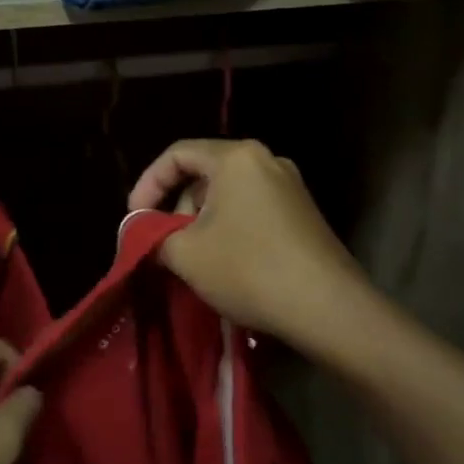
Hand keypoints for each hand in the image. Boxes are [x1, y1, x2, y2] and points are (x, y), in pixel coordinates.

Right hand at [128, 138, 368, 349]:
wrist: (328, 308)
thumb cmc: (249, 269)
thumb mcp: (186, 253)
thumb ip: (153, 235)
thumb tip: (141, 232)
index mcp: (236, 157)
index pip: (177, 154)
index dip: (147, 184)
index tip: (135, 219)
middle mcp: (266, 160)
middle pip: (204, 173)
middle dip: (176, 206)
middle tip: (164, 243)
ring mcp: (290, 187)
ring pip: (228, 193)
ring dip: (201, 221)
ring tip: (193, 258)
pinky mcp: (303, 213)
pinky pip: (252, 208)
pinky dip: (228, 228)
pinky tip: (225, 263)